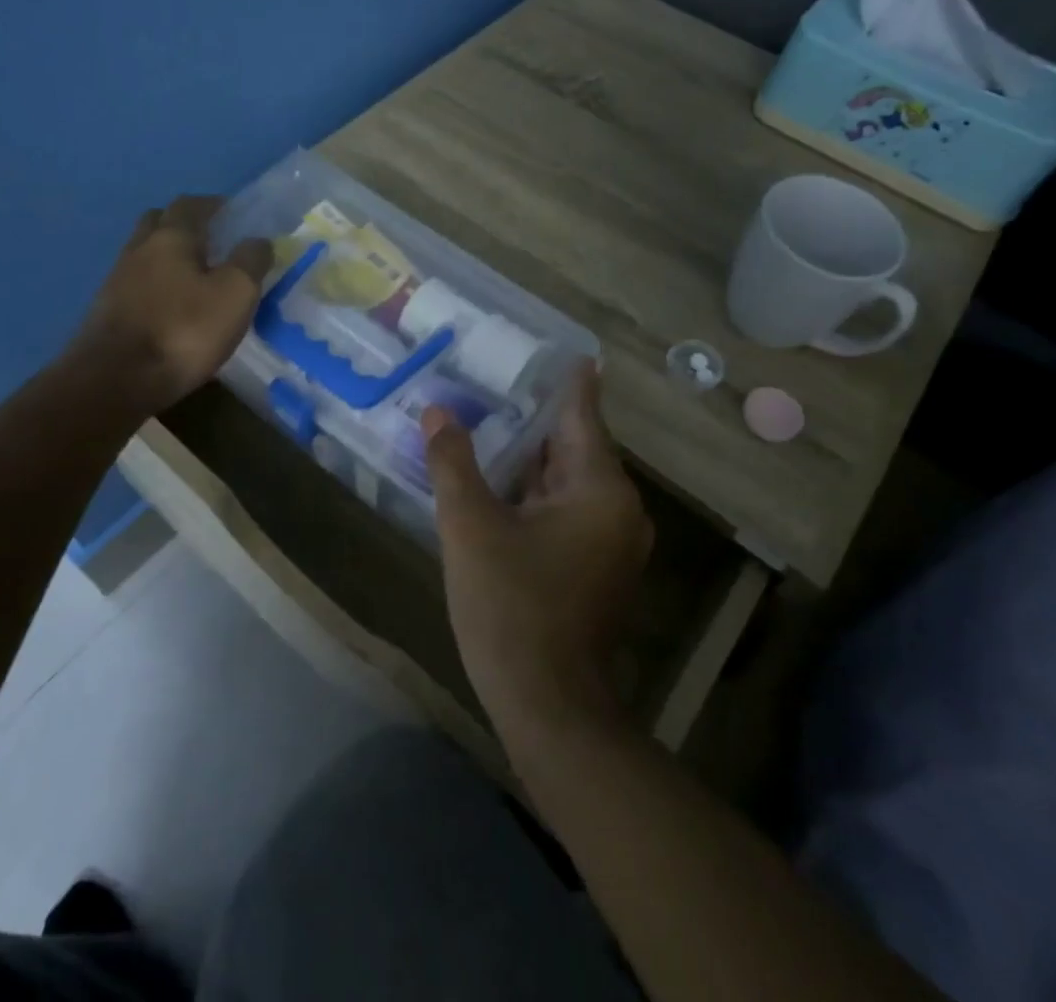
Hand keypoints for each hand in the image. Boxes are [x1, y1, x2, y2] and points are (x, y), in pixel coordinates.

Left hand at [66, 195, 272, 419]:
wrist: (114, 381)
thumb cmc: (183, 331)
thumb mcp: (235, 294)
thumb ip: (250, 261)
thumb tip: (259, 240)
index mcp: (171, 236)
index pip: (192, 204)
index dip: (215, 205)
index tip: (235, 216)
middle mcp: (139, 249)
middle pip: (160, 222)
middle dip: (185, 225)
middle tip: (213, 243)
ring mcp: (117, 280)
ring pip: (146, 254)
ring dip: (169, 258)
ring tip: (196, 279)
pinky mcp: (107, 311)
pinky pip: (137, 284)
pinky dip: (157, 287)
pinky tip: (172, 309)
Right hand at [421, 362, 651, 745]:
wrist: (549, 707)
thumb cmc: (512, 608)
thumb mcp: (470, 527)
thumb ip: (454, 463)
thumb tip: (437, 412)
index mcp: (599, 489)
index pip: (582, 414)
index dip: (569, 380)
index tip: (562, 348)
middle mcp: (618, 508)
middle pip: (574, 446)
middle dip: (536, 418)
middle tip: (499, 381)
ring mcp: (612, 541)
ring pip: (569, 480)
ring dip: (533, 457)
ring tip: (492, 422)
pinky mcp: (598, 567)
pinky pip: (568, 509)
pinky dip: (537, 491)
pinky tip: (501, 481)